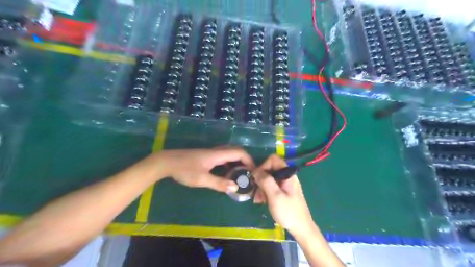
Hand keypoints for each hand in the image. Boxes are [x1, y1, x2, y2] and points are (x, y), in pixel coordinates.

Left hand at [154, 147, 253, 192]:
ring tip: (241, 174)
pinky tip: (227, 172)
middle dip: (245, 160)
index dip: (249, 160)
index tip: (253, 171)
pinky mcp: (207, 156)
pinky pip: (223, 157)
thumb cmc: (184, 169)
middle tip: (249, 173)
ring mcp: (211, 153)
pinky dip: (230, 163)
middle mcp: (217, 151)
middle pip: (236, 151)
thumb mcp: (202, 179)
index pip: (239, 153)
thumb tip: (236, 187)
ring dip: (237, 161)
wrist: (167, 162)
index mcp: (218, 154)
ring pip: (229, 153)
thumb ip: (219, 183)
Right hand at [252, 156, 313, 236]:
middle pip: (270, 169)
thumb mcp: (275, 196)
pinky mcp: (283, 191)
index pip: (273, 160)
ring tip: (257, 199)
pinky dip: (265, 192)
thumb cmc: (288, 212)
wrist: (301, 228)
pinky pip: (271, 186)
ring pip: (269, 178)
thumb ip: (265, 181)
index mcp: (288, 174)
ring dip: (261, 187)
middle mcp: (287, 176)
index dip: (263, 166)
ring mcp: (285, 184)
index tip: (256, 178)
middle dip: (260, 179)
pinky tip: (261, 201)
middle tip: (255, 192)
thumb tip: (255, 170)